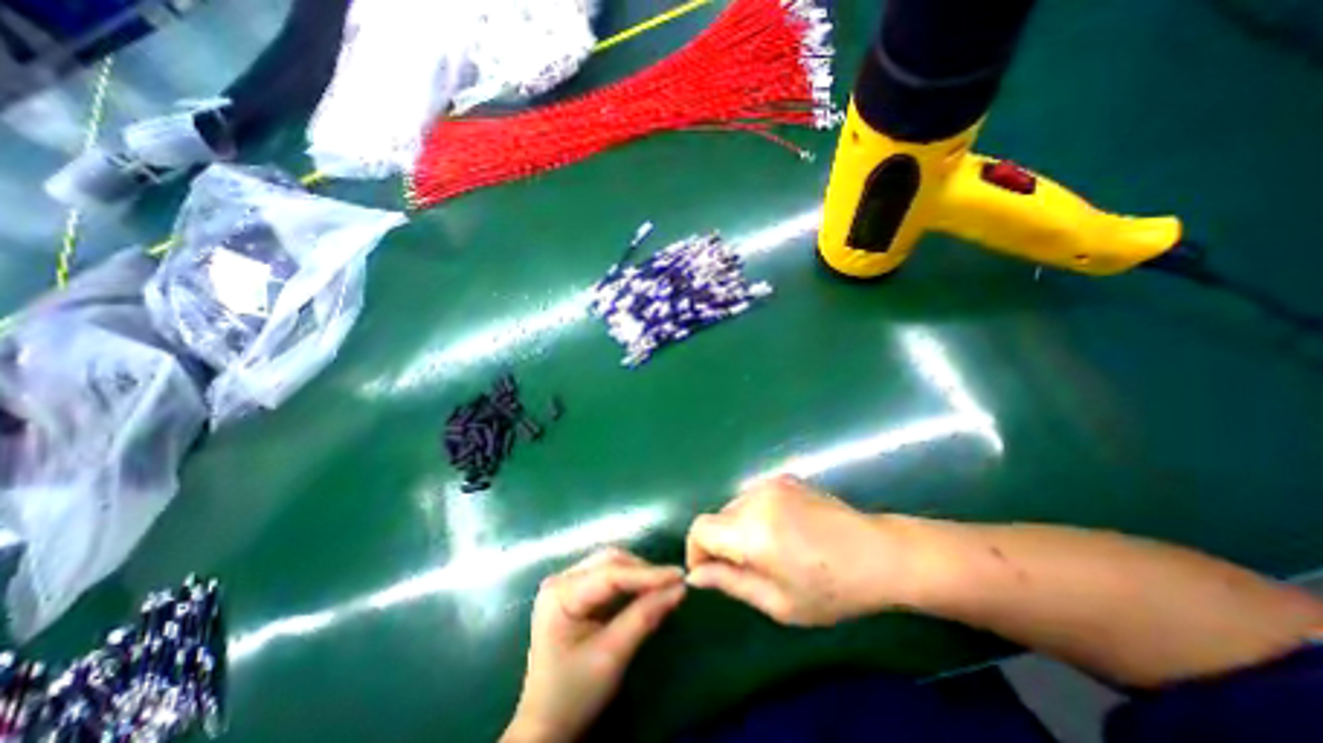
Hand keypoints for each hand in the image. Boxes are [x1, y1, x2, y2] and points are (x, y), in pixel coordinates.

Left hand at [504, 545, 686, 742]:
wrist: (546, 725)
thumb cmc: (574, 694)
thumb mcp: (611, 657)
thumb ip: (644, 617)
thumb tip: (679, 589)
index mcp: (560, 594)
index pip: (610, 574)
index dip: (647, 574)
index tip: (680, 576)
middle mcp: (562, 579)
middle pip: (610, 562)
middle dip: (643, 572)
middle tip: (674, 583)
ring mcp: (567, 583)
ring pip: (612, 565)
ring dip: (639, 575)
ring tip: (665, 586)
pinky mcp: (576, 591)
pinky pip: (609, 577)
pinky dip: (630, 582)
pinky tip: (647, 590)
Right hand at [682, 475, 910, 626]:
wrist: (878, 553)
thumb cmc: (831, 589)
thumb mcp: (777, 602)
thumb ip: (730, 584)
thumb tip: (696, 575)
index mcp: (752, 531)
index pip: (700, 529)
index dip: (696, 551)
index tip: (710, 572)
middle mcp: (755, 498)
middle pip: (717, 518)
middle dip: (720, 544)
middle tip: (746, 570)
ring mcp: (770, 483)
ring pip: (733, 507)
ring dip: (737, 529)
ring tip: (768, 552)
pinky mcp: (783, 478)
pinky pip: (752, 498)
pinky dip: (753, 516)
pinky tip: (781, 532)